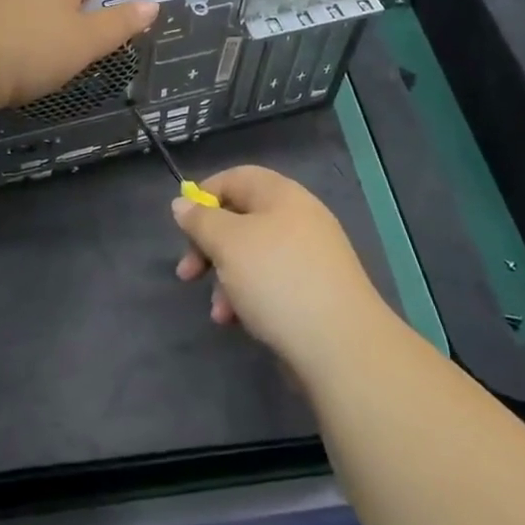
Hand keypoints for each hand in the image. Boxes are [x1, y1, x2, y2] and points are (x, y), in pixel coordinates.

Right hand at [172, 166, 391, 381]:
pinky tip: (240, 323)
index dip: (204, 196)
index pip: (236, 178)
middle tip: (187, 273)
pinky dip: (250, 297)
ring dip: (227, 279)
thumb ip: (201, 220)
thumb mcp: (228, 243)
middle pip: (241, 219)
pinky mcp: (316, 292)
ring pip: (253, 256)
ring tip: (219, 312)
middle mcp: (299, 218)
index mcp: (281, 194)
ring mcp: (310, 256)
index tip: (182, 226)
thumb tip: (182, 203)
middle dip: (210, 246)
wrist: (342, 346)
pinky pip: (272, 283)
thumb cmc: (277, 279)